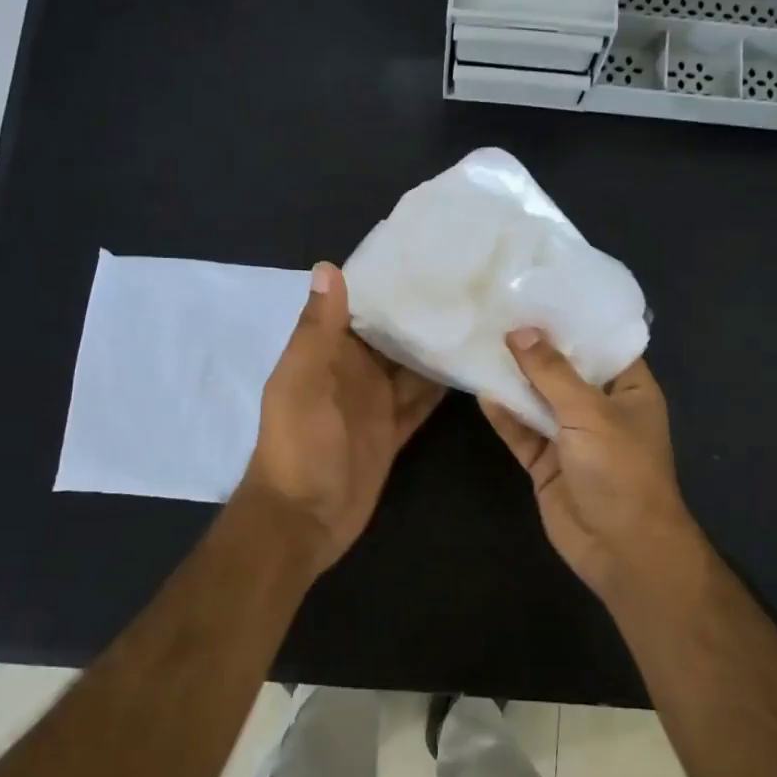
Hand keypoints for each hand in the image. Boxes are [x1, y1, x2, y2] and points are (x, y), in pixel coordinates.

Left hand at [241, 262, 445, 572]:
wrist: (303, 518)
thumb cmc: (297, 444)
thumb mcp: (302, 381)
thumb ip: (318, 329)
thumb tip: (327, 267)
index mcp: (326, 353)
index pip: (359, 307)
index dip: (386, 284)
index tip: (426, 258)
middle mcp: (353, 371)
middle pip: (391, 336)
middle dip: (420, 313)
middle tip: (468, 284)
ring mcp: (375, 402)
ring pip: (411, 366)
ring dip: (436, 347)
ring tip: (479, 317)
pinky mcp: (394, 430)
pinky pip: (421, 401)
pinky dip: (441, 386)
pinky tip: (472, 365)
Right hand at [480, 329, 698, 599]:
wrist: (621, 549)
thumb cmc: (621, 470)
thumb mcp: (589, 413)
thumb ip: (552, 373)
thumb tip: (521, 332)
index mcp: (629, 391)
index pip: (603, 345)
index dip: (575, 321)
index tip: (542, 293)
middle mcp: (601, 409)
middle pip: (565, 371)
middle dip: (536, 347)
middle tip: (501, 311)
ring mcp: (571, 437)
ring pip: (539, 400)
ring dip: (515, 380)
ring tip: (483, 342)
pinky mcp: (546, 462)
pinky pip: (522, 432)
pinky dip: (505, 415)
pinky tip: (481, 391)